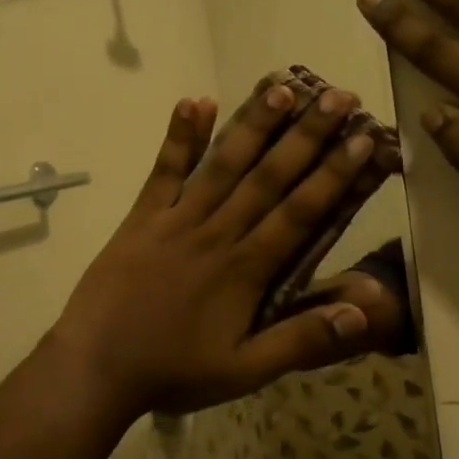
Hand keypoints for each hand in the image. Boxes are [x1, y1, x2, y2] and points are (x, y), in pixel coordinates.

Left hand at [49, 81, 381, 417]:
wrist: (95, 367)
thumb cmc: (173, 371)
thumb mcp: (244, 371)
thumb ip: (301, 340)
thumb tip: (363, 312)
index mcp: (246, 270)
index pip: (300, 212)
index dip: (334, 175)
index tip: (362, 139)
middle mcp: (216, 233)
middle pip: (268, 177)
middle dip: (306, 135)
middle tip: (338, 96)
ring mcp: (176, 220)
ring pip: (222, 165)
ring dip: (253, 124)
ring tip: (281, 86)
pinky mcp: (141, 217)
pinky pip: (164, 171)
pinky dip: (179, 136)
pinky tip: (194, 100)